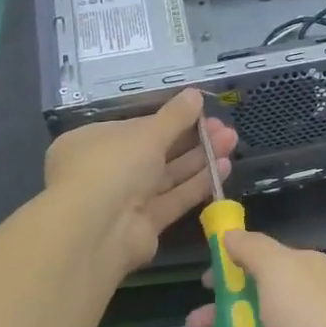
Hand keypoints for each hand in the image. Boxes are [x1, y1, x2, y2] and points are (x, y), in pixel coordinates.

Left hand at [44, 89, 235, 275]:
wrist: (96, 232)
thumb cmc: (113, 167)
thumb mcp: (146, 133)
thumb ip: (175, 116)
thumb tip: (195, 94)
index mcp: (94, 142)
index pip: (137, 127)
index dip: (170, 119)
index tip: (201, 112)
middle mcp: (107, 170)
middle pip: (156, 151)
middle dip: (192, 138)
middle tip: (224, 128)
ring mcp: (125, 200)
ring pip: (168, 175)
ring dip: (200, 158)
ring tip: (231, 141)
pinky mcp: (144, 224)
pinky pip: (174, 198)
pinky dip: (197, 184)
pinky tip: (224, 167)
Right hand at [186, 230, 325, 326]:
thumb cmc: (314, 320)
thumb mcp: (280, 269)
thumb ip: (252, 250)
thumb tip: (229, 234)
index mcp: (302, 275)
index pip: (261, 265)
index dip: (231, 270)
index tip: (203, 281)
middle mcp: (299, 310)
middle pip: (248, 309)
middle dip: (217, 318)